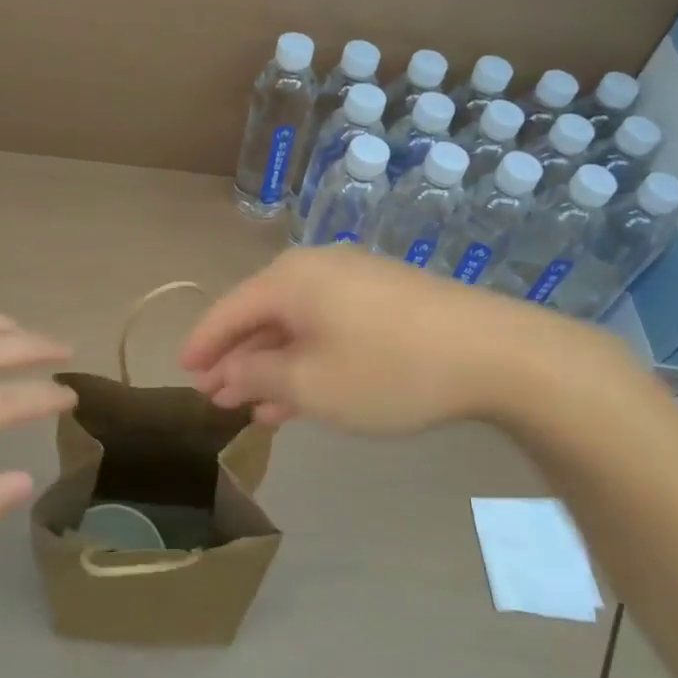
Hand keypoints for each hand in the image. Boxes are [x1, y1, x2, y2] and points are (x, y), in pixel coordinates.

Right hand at [180, 247, 640, 433]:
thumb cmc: (387, 369)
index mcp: (290, 279)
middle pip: (261, 315)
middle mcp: (317, 268)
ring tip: (252, 408)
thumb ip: (259, 377)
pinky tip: (301, 395)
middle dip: (238, 360)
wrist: (492, 352)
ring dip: (273, 365)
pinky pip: (328, 327)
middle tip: (216, 397)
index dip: (203, 344)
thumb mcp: (311, 384)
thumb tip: (228, 374)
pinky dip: (308, 359)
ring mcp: (354, 280)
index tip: (184, 373)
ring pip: (296, 325)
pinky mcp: (384, 298)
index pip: (228, 310)